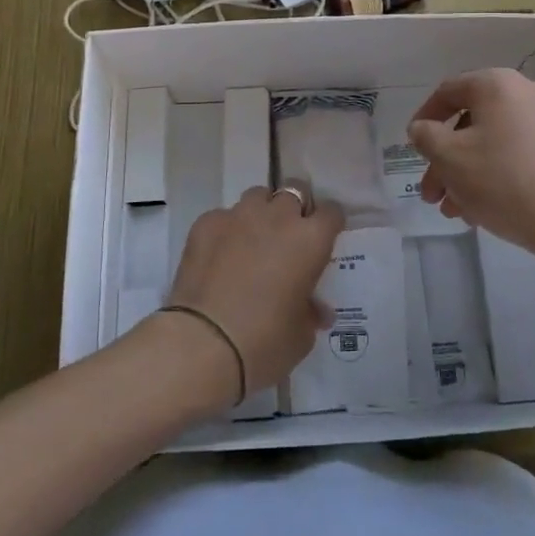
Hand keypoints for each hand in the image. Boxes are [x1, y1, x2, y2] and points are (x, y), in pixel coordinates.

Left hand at [164, 187, 343, 403]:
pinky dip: (226, 230)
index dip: (329, 223)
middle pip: (294, 191)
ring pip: (257, 197)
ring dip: (261, 212)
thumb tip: (316, 310)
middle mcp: (278, 217)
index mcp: (310, 240)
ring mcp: (239, 216)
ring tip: (253, 239)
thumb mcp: (300, 336)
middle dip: (295, 208)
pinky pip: (223, 216)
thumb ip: (310, 312)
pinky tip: (219, 256)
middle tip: (289, 235)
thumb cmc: (264, 342)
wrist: (203, 344)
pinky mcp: (206, 224)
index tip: (324, 238)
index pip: (331, 212)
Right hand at [408, 69, 534, 258]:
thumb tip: (423, 128)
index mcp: (498, 84)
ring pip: (497, 143)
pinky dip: (499, 175)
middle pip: (473, 123)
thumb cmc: (503, 181)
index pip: (449, 91)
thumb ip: (426, 137)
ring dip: (469, 174)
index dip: (424, 118)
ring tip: (457, 212)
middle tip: (432, 194)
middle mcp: (529, 92)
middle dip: (446, 161)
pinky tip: (487, 210)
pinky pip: (522, 155)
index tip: (413, 147)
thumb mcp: (449, 158)